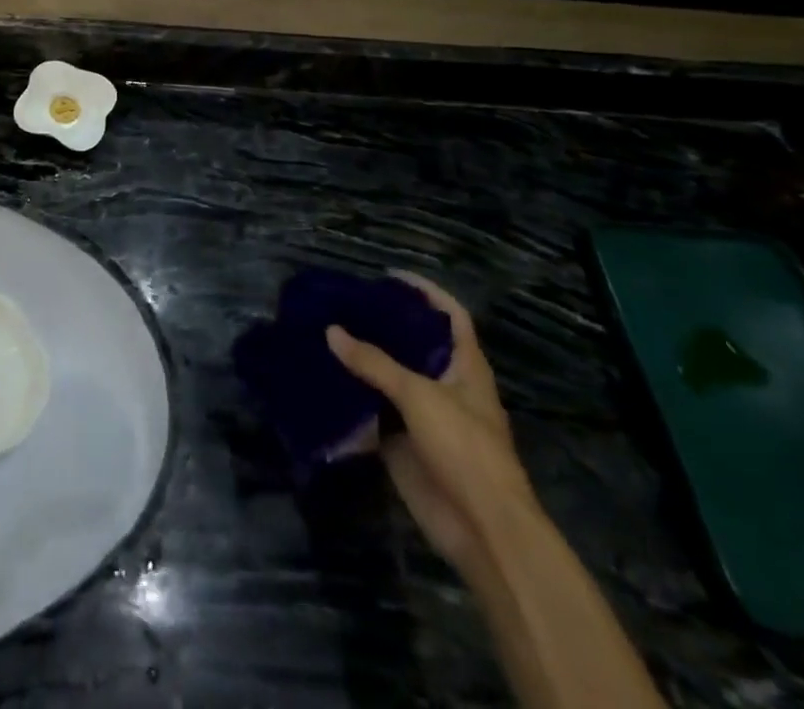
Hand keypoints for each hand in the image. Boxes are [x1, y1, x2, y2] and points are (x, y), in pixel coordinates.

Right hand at [326, 275, 536, 575]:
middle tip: (343, 302)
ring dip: (361, 359)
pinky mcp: (402, 442)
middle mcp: (444, 384)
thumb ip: (374, 363)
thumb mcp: (419, 396)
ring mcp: (423, 414)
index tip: (389, 275)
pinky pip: (372, 411)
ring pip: (388, 376)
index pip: (449, 315)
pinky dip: (350, 396)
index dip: (425, 291)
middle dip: (381, 323)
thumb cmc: (465, 449)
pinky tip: (322, 378)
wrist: (482, 529)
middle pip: (412, 343)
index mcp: (464, 366)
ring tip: (324, 331)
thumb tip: (331, 331)